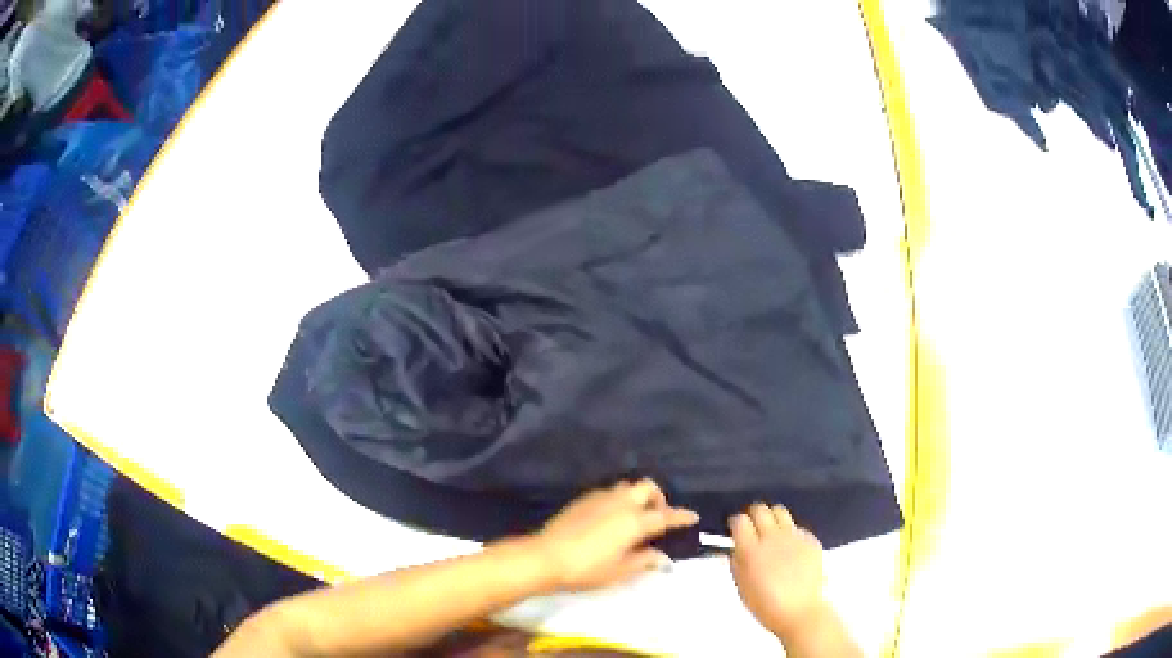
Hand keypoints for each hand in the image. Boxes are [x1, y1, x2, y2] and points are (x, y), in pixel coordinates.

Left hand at [530, 479, 698, 591]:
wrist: (546, 556)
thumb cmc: (587, 568)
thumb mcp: (619, 570)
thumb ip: (644, 560)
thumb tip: (663, 558)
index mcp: (634, 521)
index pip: (665, 516)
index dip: (681, 516)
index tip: (692, 516)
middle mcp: (621, 503)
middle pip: (647, 487)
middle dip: (658, 498)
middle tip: (658, 517)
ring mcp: (600, 498)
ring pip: (627, 487)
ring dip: (637, 497)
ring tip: (635, 516)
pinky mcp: (583, 500)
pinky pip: (609, 492)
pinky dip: (619, 500)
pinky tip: (612, 518)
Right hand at [729, 504, 826, 637]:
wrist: (800, 611)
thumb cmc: (766, 605)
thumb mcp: (741, 586)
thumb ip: (736, 563)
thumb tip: (734, 549)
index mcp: (751, 551)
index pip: (739, 520)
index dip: (735, 522)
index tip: (735, 529)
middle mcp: (772, 538)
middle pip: (760, 509)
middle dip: (753, 515)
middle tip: (752, 526)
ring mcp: (794, 537)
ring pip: (780, 511)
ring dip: (772, 518)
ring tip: (772, 531)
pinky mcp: (810, 540)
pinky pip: (797, 527)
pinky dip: (790, 533)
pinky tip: (790, 548)